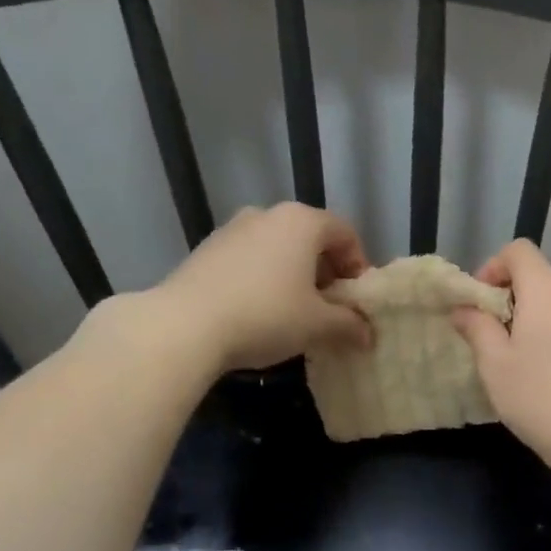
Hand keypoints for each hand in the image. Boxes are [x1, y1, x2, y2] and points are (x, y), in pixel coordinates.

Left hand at [149, 203, 371, 372]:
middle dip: (326, 272)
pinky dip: (264, 279)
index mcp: (301, 222)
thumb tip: (367, 335)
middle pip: (310, 239)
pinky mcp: (205, 251)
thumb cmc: (266, 315)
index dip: (358, 266)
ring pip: (278, 249)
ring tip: (294, 313)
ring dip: (294, 276)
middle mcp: (267, 215)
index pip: (345, 233)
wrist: (184, 326)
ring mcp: (231, 230)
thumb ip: (349, 325)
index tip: (356, 299)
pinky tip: (259, 313)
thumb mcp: (318, 325)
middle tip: (329, 308)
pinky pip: (249, 260)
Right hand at [452, 240, 550, 476]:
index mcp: (548, 290)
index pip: (519, 251)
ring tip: (518, 361)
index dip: (493, 267)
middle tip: (491, 339)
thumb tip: (464, 309)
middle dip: (510, 300)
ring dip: (533, 320)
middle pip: (539, 279)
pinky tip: (547, 376)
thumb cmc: (539, 396)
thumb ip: (476, 328)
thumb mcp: (494, 364)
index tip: (480, 303)